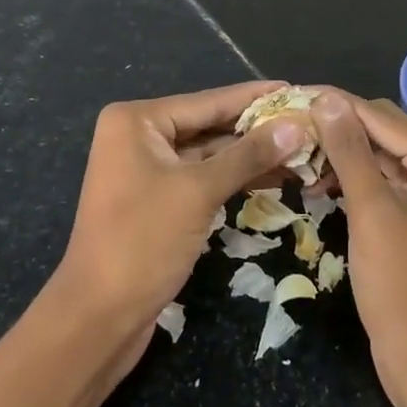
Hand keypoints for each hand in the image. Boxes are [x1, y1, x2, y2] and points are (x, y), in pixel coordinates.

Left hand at [50, 82, 309, 375]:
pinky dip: (233, 178)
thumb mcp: (199, 192)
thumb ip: (248, 156)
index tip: (296, 89)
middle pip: (209, 125)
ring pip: (208, 154)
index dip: (254, 97)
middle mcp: (138, 136)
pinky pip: (201, 178)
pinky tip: (273, 178)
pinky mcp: (157, 200)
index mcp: (137, 120)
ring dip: (250, 156)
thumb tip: (295, 126)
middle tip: (307, 123)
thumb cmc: (143, 242)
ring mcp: (146, 169)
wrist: (99, 317)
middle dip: (257, 129)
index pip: (208, 101)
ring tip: (301, 151)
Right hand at [312, 92, 406, 406]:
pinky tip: (317, 183)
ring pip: (377, 151)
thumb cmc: (401, 286)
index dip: (331, 104)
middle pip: (380, 128)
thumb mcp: (371, 211)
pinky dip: (350, 176)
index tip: (285, 95)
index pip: (378, 115)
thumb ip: (348, 150)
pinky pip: (380, 177)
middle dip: (334, 128)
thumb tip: (325, 97)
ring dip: (338, 153)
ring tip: (295, 156)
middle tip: (285, 127)